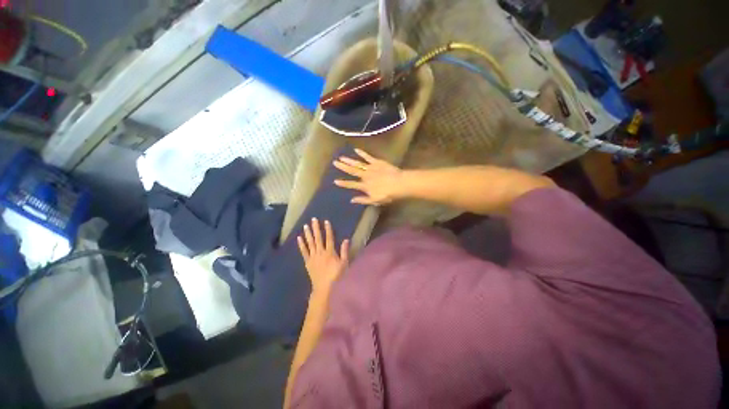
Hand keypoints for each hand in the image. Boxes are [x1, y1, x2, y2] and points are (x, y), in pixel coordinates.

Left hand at [297, 218, 349, 294]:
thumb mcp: (344, 263)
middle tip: (313, 219)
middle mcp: (320, 252)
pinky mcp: (308, 262)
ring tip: (305, 226)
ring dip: (308, 234)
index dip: (328, 229)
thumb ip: (344, 251)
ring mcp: (313, 257)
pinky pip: (304, 252)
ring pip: (310, 243)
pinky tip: (299, 238)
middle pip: (318, 238)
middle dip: (316, 228)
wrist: (324, 288)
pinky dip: (301, 245)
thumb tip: (346, 239)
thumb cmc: (336, 276)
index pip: (329, 238)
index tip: (326, 221)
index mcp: (330, 252)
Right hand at [333, 148, 403, 205]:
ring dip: (349, 160)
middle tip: (334, 162)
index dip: (343, 183)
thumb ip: (363, 200)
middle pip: (352, 171)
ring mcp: (370, 168)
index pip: (351, 184)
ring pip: (357, 164)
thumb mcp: (375, 200)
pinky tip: (356, 150)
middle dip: (343, 167)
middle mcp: (365, 176)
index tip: (335, 181)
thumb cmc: (388, 194)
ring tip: (341, 157)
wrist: (399, 183)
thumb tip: (352, 200)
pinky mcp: (377, 162)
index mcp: (364, 186)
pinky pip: (367, 157)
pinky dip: (362, 153)